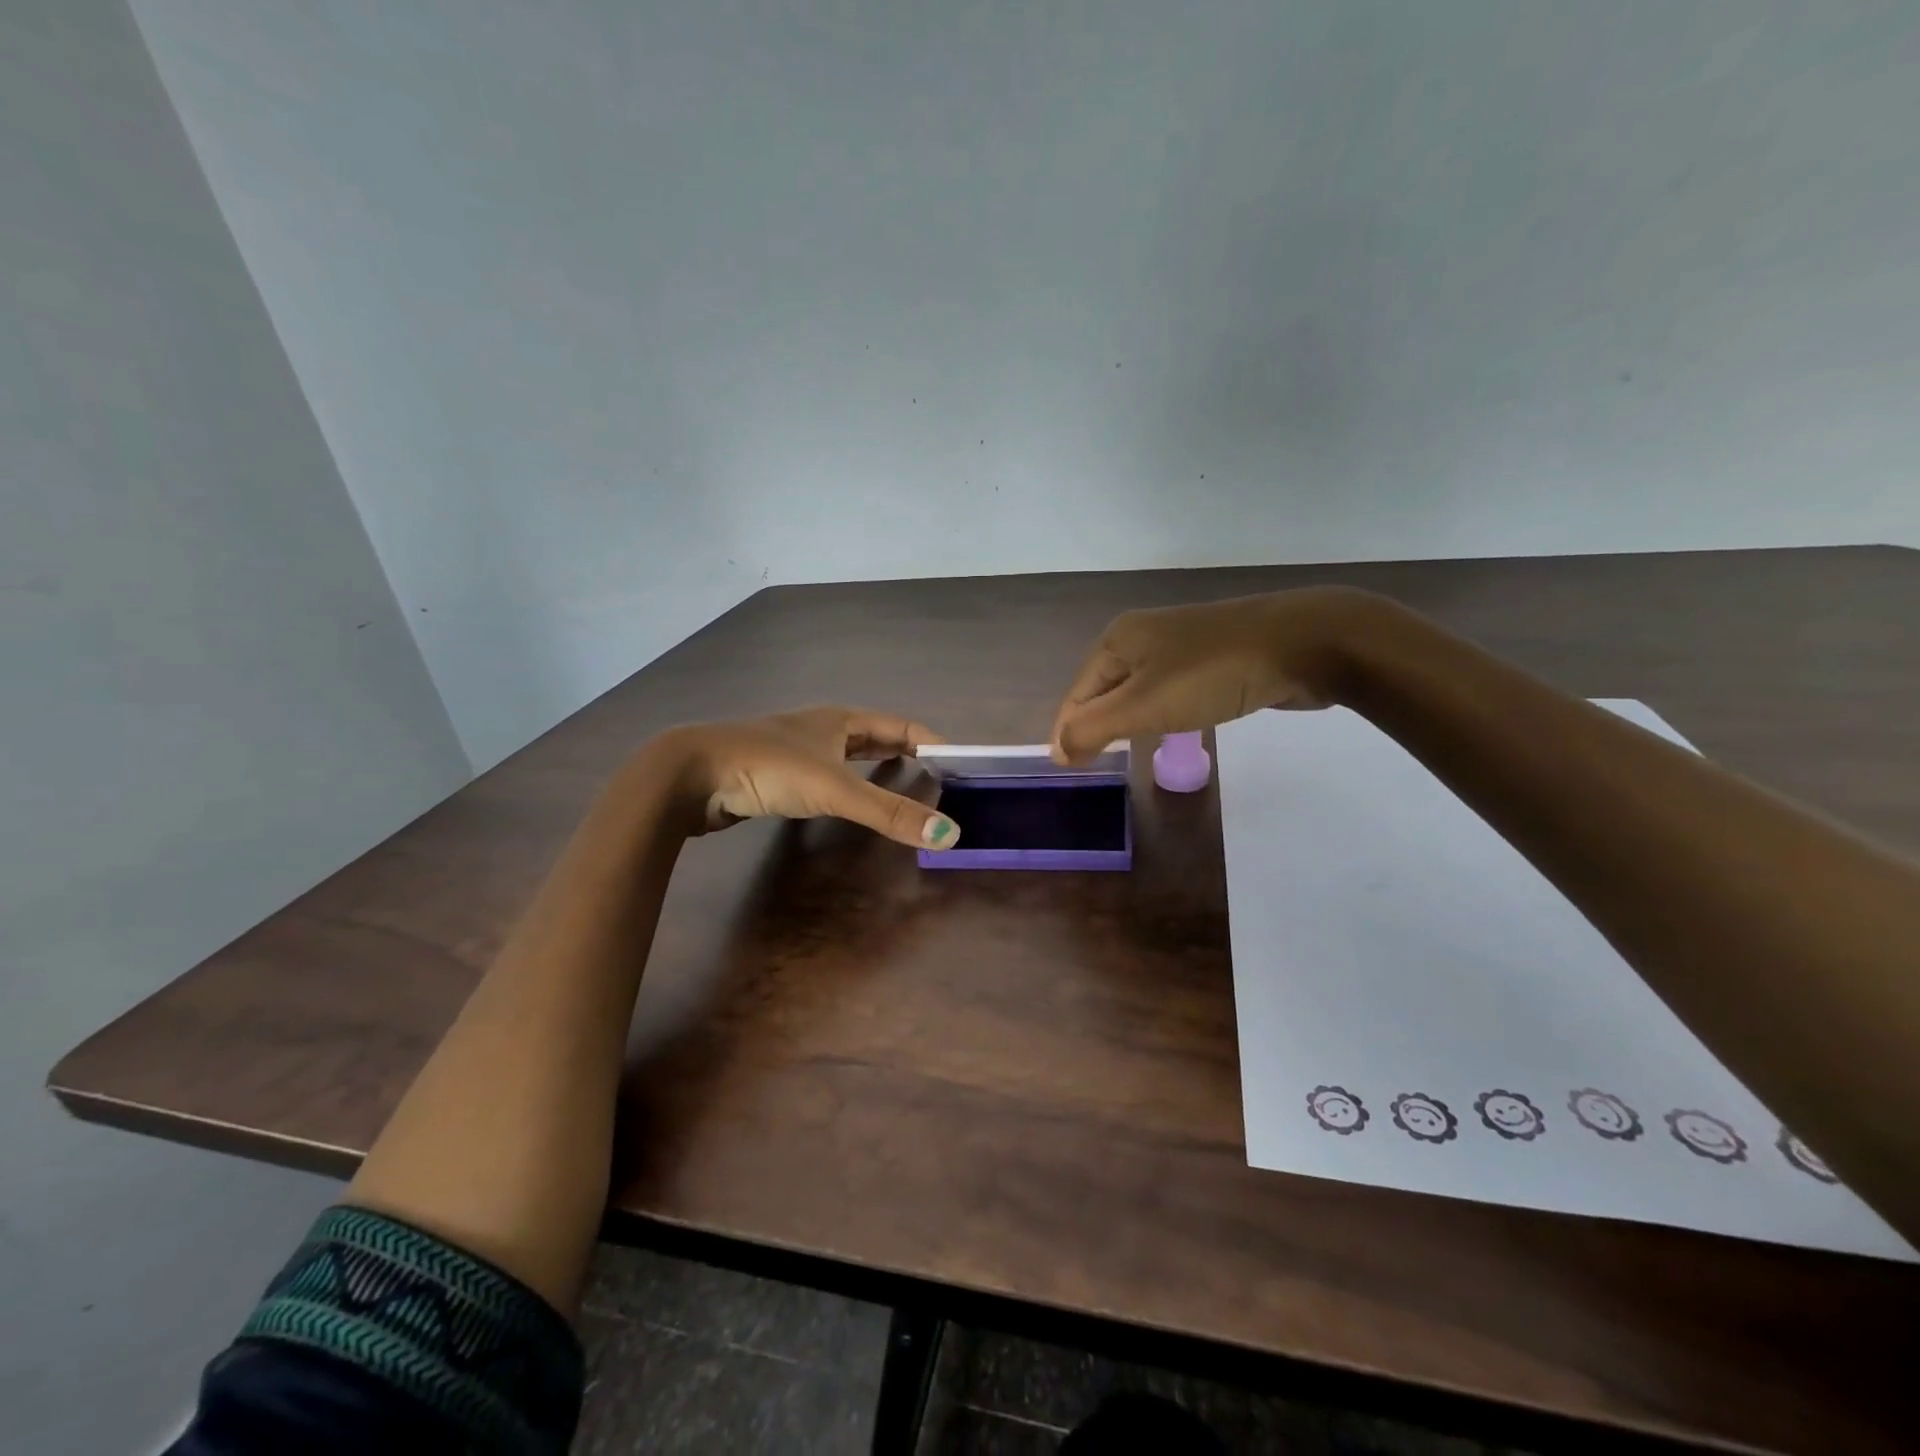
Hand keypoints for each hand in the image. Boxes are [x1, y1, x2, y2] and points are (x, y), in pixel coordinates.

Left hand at [651, 706, 960, 848]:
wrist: (692, 774)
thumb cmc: (769, 768)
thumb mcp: (836, 790)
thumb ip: (890, 813)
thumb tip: (950, 835)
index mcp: (840, 719)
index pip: (901, 724)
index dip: (931, 740)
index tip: (957, 763)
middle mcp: (821, 727)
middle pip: (875, 735)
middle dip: (905, 751)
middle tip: (935, 775)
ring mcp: (795, 748)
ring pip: (846, 753)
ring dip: (874, 764)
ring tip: (899, 783)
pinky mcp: (774, 772)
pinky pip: (823, 774)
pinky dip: (845, 783)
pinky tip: (843, 801)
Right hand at [1050, 586, 1380, 763]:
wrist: (1304, 642)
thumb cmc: (1213, 674)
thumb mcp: (1143, 705)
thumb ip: (1093, 729)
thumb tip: (1058, 751)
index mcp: (1117, 640)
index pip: (1077, 694)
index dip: (1069, 732)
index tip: (1069, 770)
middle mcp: (1142, 635)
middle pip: (1104, 689)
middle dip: (1097, 724)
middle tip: (1096, 763)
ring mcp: (1180, 643)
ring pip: (1138, 689)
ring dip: (1129, 719)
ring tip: (1127, 749)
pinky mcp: (1212, 655)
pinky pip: (1170, 688)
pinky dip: (1162, 711)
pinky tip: (1172, 726)